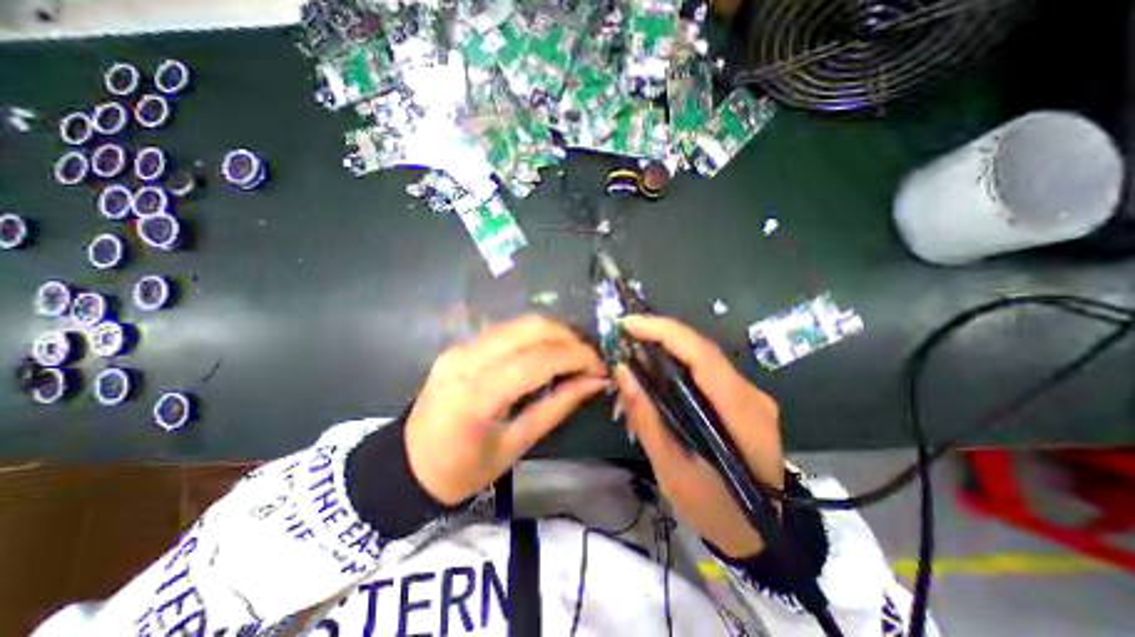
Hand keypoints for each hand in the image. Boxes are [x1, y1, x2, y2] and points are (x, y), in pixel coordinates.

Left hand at [403, 316, 607, 505]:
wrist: (407, 464)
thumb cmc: (463, 469)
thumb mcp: (517, 445)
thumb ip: (558, 406)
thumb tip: (593, 382)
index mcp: (476, 395)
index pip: (537, 360)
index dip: (576, 357)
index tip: (600, 368)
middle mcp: (466, 360)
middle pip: (529, 327)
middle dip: (568, 337)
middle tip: (588, 359)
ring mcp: (460, 348)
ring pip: (519, 323)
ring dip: (553, 333)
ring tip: (572, 355)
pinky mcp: (460, 346)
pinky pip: (506, 331)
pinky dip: (534, 336)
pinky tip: (545, 353)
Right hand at [613, 313, 780, 556]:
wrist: (759, 533)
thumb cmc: (715, 508)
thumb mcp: (672, 470)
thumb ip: (647, 418)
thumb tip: (623, 373)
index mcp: (740, 414)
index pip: (702, 355)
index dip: (664, 332)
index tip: (629, 324)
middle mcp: (751, 394)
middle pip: (701, 349)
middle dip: (659, 336)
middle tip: (623, 335)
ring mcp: (750, 394)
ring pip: (702, 357)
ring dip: (665, 350)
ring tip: (632, 355)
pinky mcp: (742, 398)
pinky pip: (705, 371)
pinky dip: (676, 366)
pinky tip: (654, 374)